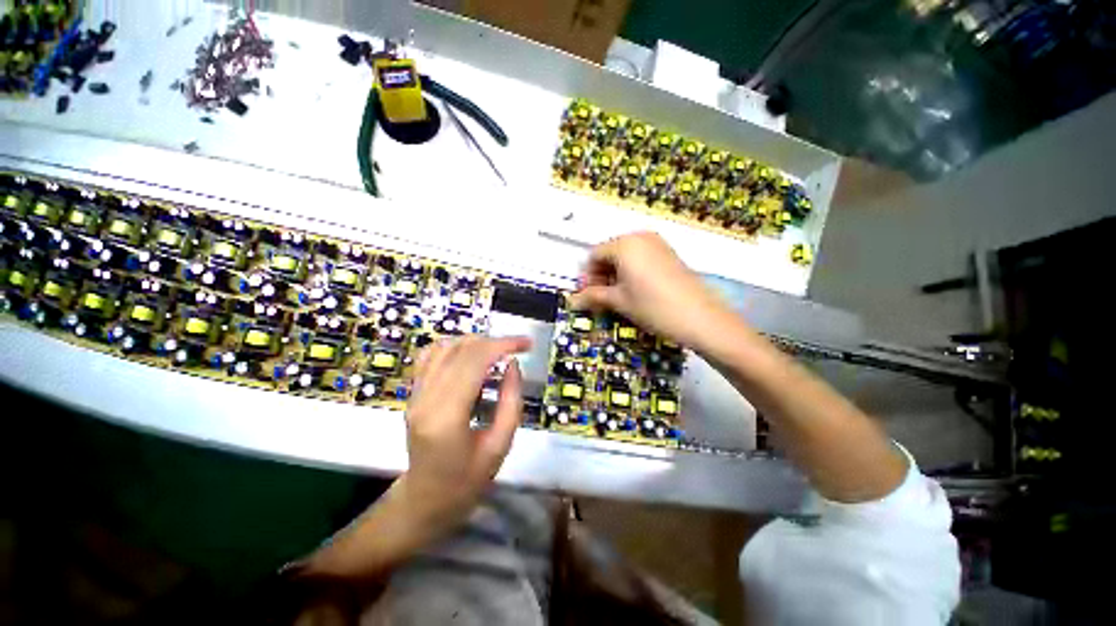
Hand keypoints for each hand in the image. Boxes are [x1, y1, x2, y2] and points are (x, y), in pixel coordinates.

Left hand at [403, 335, 531, 516]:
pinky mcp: (413, 394)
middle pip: (461, 350)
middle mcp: (426, 399)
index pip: (474, 361)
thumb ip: (511, 402)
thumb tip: (513, 365)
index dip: (503, 345)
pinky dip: (454, 347)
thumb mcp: (500, 446)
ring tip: (497, 352)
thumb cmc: (467, 482)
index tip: (527, 343)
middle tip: (517, 348)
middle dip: (494, 342)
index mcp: (447, 416)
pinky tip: (471, 356)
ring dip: (475, 342)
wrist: (425, 500)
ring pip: (444, 347)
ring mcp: (415, 395)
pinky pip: (430, 356)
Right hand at [569, 232, 733, 350]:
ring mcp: (658, 244)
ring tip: (617, 296)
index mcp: (624, 244)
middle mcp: (640, 237)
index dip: (587, 276)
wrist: (701, 317)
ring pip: (626, 255)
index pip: (594, 255)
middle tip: (600, 298)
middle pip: (610, 252)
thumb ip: (593, 297)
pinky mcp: (669, 253)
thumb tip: (572, 301)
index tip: (586, 295)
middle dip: (601, 274)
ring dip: (615, 274)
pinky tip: (635, 290)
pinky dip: (632, 271)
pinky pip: (641, 257)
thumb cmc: (653, 307)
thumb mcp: (620, 301)